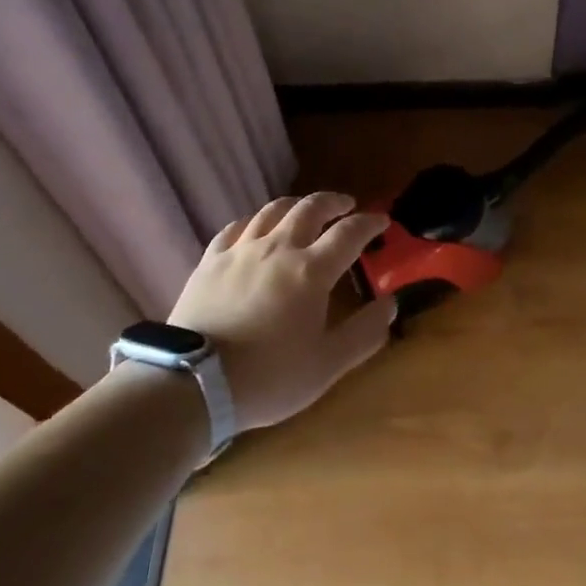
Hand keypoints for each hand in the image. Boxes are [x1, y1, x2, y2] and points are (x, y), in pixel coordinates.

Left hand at [168, 192, 393, 430]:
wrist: (194, 383)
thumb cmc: (269, 377)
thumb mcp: (327, 365)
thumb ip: (364, 333)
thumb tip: (391, 303)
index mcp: (311, 271)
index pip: (349, 234)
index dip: (369, 223)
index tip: (382, 220)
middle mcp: (278, 248)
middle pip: (311, 209)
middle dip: (334, 202)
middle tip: (347, 204)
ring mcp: (241, 251)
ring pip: (272, 210)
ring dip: (296, 204)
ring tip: (305, 209)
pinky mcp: (210, 260)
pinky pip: (235, 227)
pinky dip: (254, 221)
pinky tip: (255, 228)